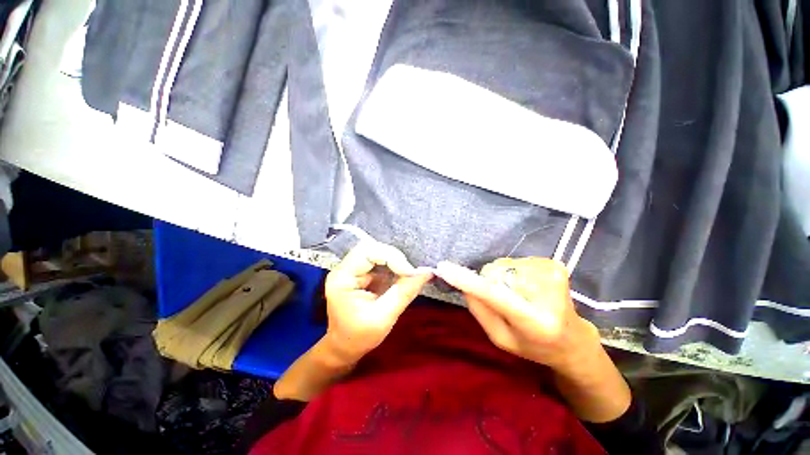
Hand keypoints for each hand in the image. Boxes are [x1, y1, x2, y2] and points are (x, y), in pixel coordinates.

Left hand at [323, 242, 433, 364]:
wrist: (345, 347)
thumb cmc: (359, 337)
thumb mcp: (383, 318)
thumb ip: (404, 292)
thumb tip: (427, 273)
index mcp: (342, 278)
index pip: (366, 252)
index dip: (390, 257)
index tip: (409, 272)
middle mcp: (345, 268)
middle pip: (372, 248)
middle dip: (394, 257)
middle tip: (410, 272)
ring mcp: (353, 269)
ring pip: (377, 252)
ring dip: (395, 261)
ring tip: (408, 274)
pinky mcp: (362, 272)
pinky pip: (380, 261)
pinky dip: (394, 266)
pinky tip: (402, 275)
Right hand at [435, 257, 600, 372]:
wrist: (573, 339)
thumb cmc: (534, 345)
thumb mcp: (501, 339)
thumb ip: (480, 311)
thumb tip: (465, 284)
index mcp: (536, 323)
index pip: (496, 296)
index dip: (469, 281)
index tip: (444, 268)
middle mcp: (549, 294)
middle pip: (495, 273)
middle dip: (488, 282)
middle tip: (501, 300)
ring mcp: (553, 274)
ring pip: (502, 265)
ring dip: (501, 278)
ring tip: (518, 295)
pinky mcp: (554, 264)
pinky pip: (514, 261)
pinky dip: (512, 272)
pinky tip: (526, 287)